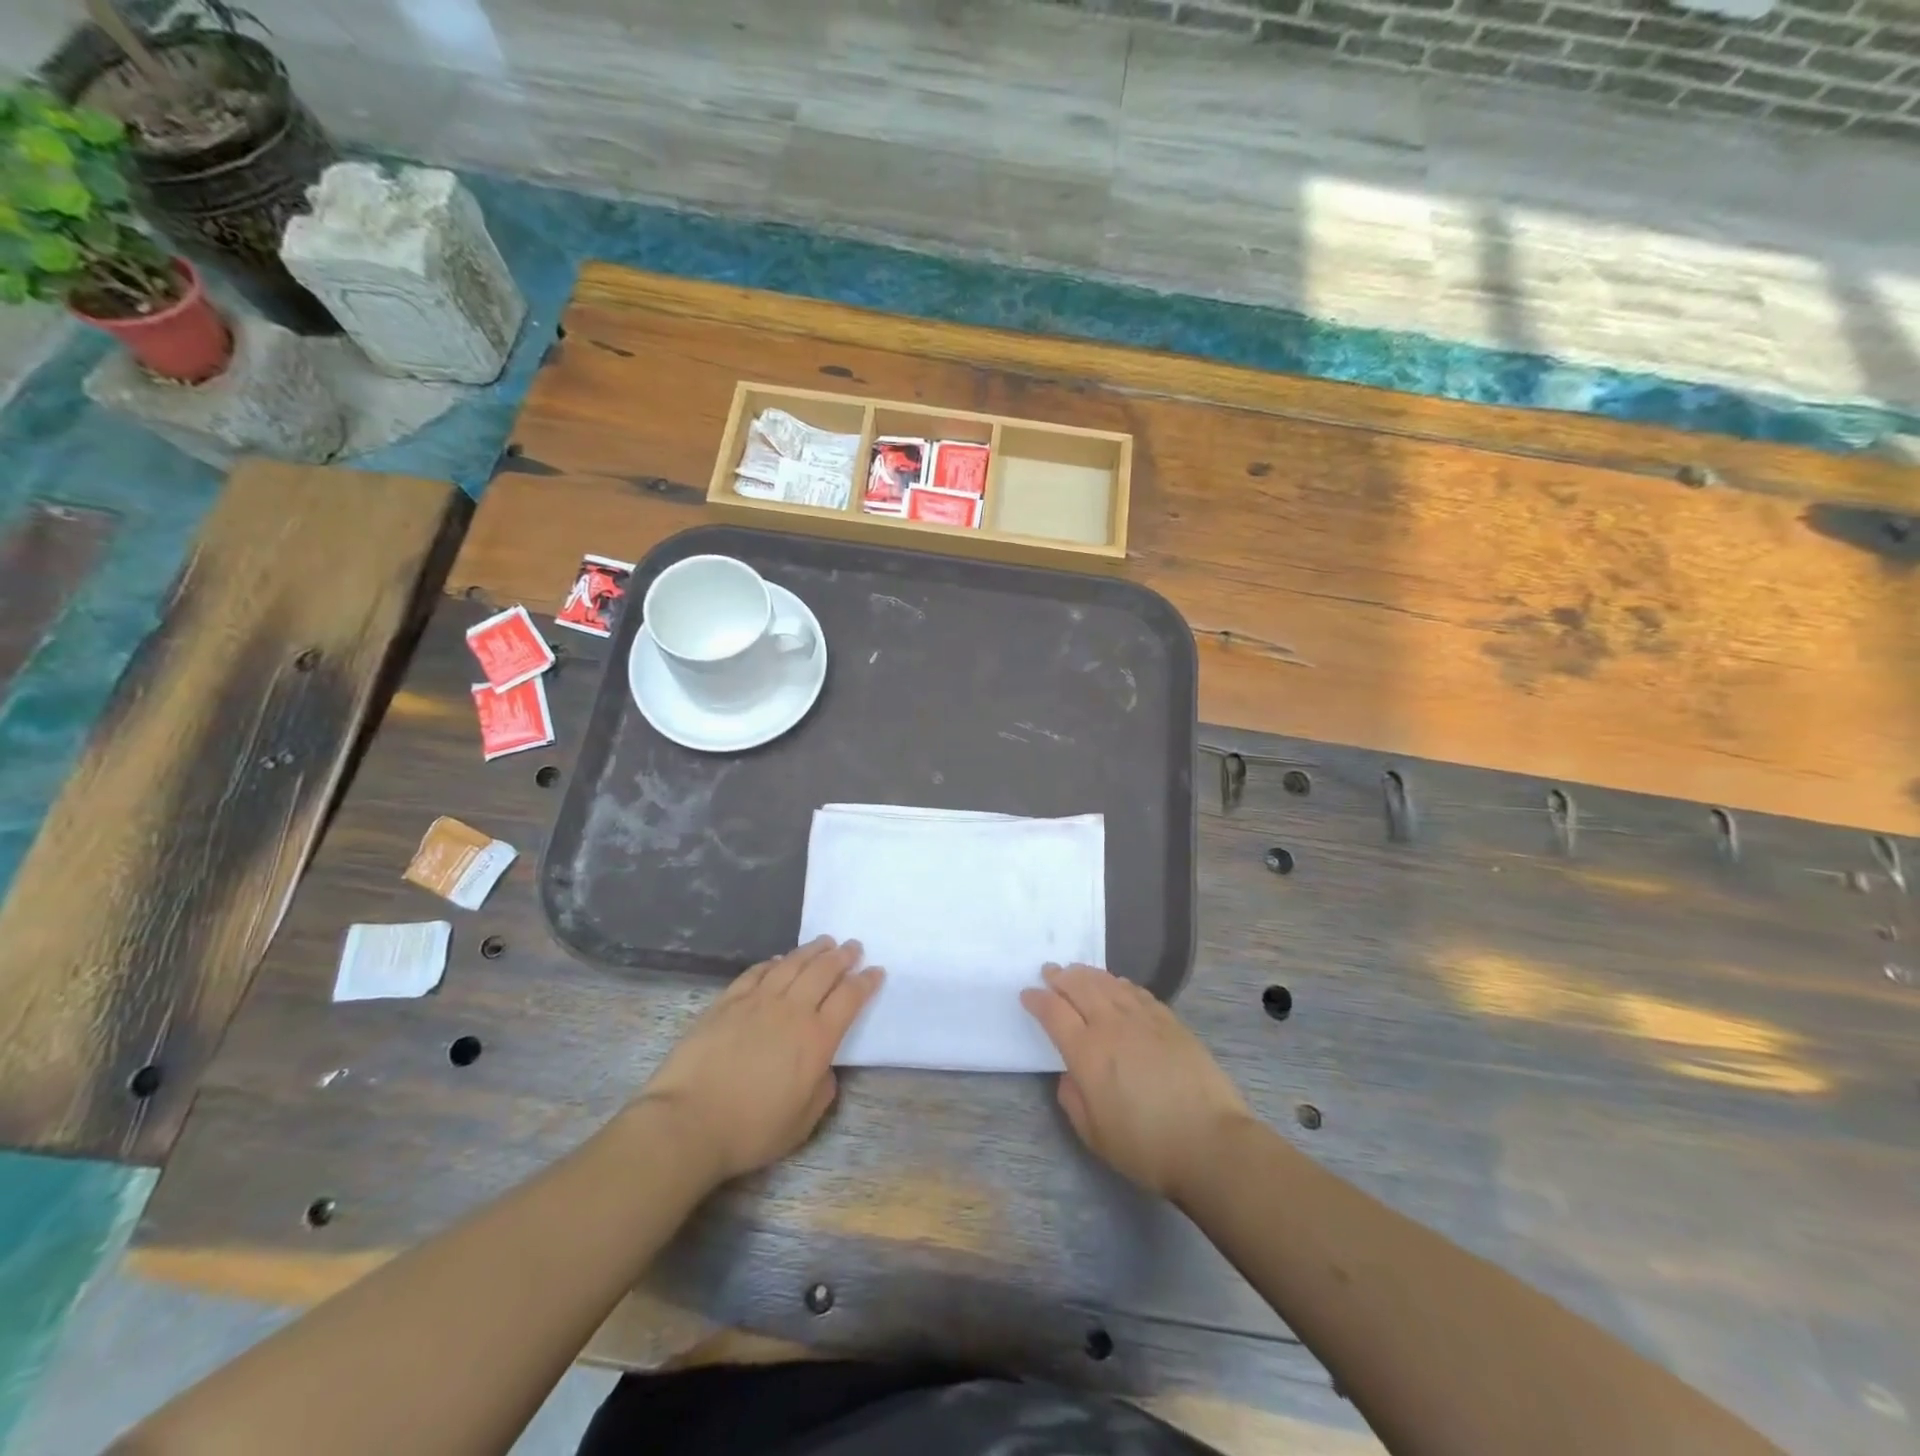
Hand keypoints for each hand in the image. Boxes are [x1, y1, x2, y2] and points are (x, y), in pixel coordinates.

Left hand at [637, 937, 882, 1185]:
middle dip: (843, 957)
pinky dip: (773, 962)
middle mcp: (792, 1011)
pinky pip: (757, 972)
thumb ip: (822, 1089)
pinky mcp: (727, 1002)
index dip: (866, 982)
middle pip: (823, 972)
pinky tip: (779, 959)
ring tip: (824, 943)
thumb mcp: (802, 1123)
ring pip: (792, 964)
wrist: (688, 1122)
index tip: (876, 971)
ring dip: (812, 951)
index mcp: (816, 1039)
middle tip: (853, 947)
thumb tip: (823, 1067)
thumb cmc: (750, 1130)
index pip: (850, 998)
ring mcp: (757, 1001)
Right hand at [1022, 962, 1253, 1202]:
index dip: (1037, 1000)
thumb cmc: (1146, 1147)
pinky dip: (1120, 983)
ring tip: (1077, 971)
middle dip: (1060, 977)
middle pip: (1080, 987)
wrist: (1210, 1143)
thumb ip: (1073, 1099)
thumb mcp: (1094, 1135)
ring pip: (1108, 984)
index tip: (1027, 994)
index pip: (1054, 1013)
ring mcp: (1143, 1019)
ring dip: (1088, 974)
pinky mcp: (1170, 1021)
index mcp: (1087, 1053)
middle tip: (1050, 971)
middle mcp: (1111, 1026)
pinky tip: (1117, 985)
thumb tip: (1070, 1074)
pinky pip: (1137, 991)